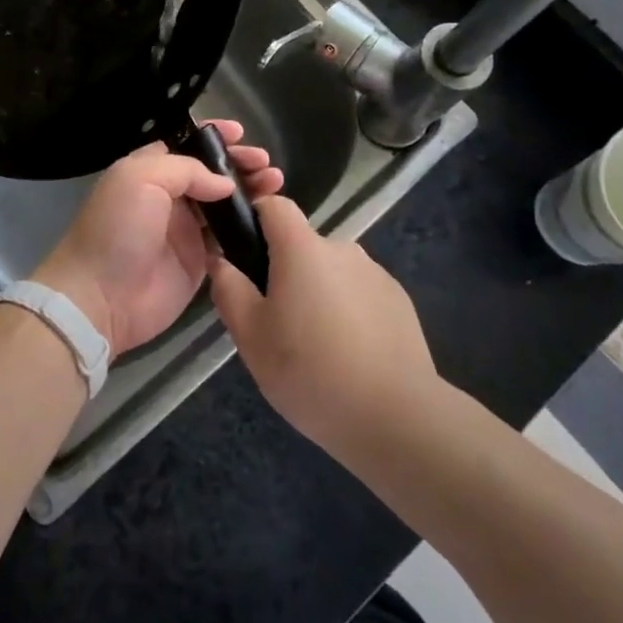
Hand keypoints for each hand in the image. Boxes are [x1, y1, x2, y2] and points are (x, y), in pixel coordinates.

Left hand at [34, 120, 283, 356]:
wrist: (100, 296)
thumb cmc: (117, 228)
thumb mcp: (141, 179)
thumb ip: (186, 170)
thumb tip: (224, 183)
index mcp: (150, 171)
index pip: (187, 146)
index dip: (215, 138)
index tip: (241, 134)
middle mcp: (169, 197)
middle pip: (212, 173)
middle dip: (239, 164)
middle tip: (266, 166)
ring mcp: (186, 230)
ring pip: (225, 204)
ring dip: (251, 191)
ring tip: (276, 184)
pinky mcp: (199, 262)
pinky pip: (229, 239)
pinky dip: (249, 226)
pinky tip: (271, 218)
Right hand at [209, 197, 435, 451]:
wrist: (397, 417)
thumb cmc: (310, 371)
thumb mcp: (250, 336)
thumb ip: (229, 290)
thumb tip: (221, 261)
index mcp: (302, 248)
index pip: (274, 205)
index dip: (255, 219)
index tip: (244, 255)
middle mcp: (342, 248)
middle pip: (303, 245)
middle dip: (286, 273)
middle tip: (276, 323)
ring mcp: (376, 274)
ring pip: (332, 273)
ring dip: (319, 295)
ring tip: (315, 348)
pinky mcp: (400, 302)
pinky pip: (360, 295)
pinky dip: (349, 314)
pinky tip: (349, 357)